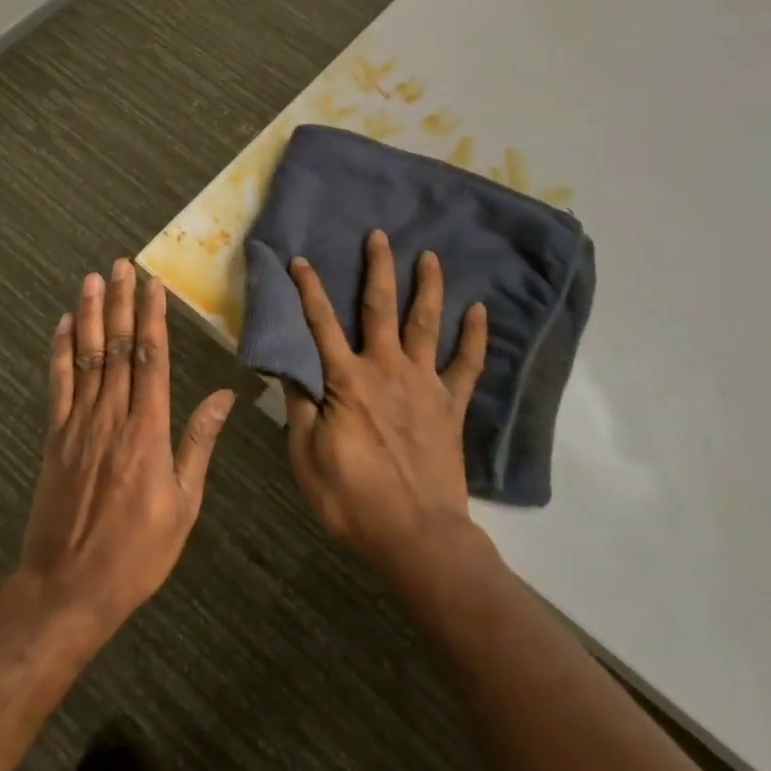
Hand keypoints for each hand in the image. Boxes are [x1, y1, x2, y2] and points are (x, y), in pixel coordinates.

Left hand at [17, 259, 232, 637]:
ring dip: (90, 316)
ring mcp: (77, 426)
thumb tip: (223, 396)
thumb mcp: (184, 504)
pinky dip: (59, 353)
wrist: (68, 589)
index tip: (153, 285)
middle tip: (122, 265)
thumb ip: (198, 444)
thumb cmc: (137, 552)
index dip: (152, 319)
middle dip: (121, 303)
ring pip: (86, 358)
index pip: (151, 360)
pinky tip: (63, 326)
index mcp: (147, 431)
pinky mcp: (54, 439)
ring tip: (93, 279)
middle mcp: (111, 418)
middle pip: (118, 348)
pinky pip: (57, 386)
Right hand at [284, 230, 488, 579]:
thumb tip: (289, 369)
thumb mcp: (307, 456)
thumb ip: (301, 408)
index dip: (309, 290)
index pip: (321, 325)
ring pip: (426, 324)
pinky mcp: (451, 405)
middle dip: (378, 269)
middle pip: (380, 309)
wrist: (415, 534)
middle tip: (380, 236)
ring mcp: (424, 385)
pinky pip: (468, 365)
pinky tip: (480, 311)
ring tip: (431, 257)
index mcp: (347, 381)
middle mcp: (387, 370)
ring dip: (428, 288)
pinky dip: (475, 337)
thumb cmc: (352, 499)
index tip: (301, 259)